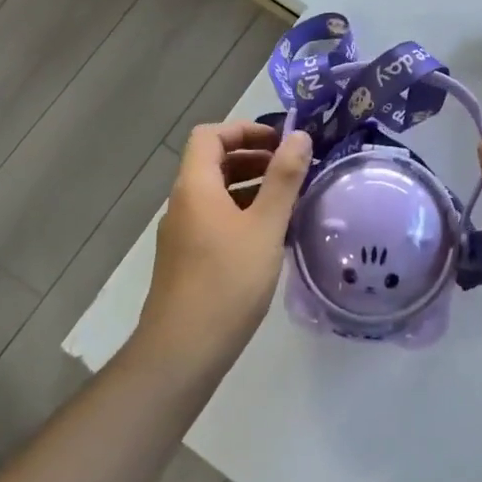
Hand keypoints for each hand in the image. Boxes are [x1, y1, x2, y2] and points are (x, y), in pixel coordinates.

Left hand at [136, 120, 311, 372]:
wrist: (182, 352)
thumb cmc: (227, 282)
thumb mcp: (265, 227)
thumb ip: (284, 179)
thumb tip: (299, 136)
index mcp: (195, 187)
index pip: (210, 135)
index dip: (244, 129)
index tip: (280, 142)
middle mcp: (183, 203)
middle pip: (213, 162)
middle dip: (253, 157)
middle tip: (292, 168)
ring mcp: (182, 233)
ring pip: (216, 193)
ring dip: (250, 186)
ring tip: (288, 199)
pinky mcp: (187, 259)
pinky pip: (215, 219)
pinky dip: (242, 213)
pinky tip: (271, 236)